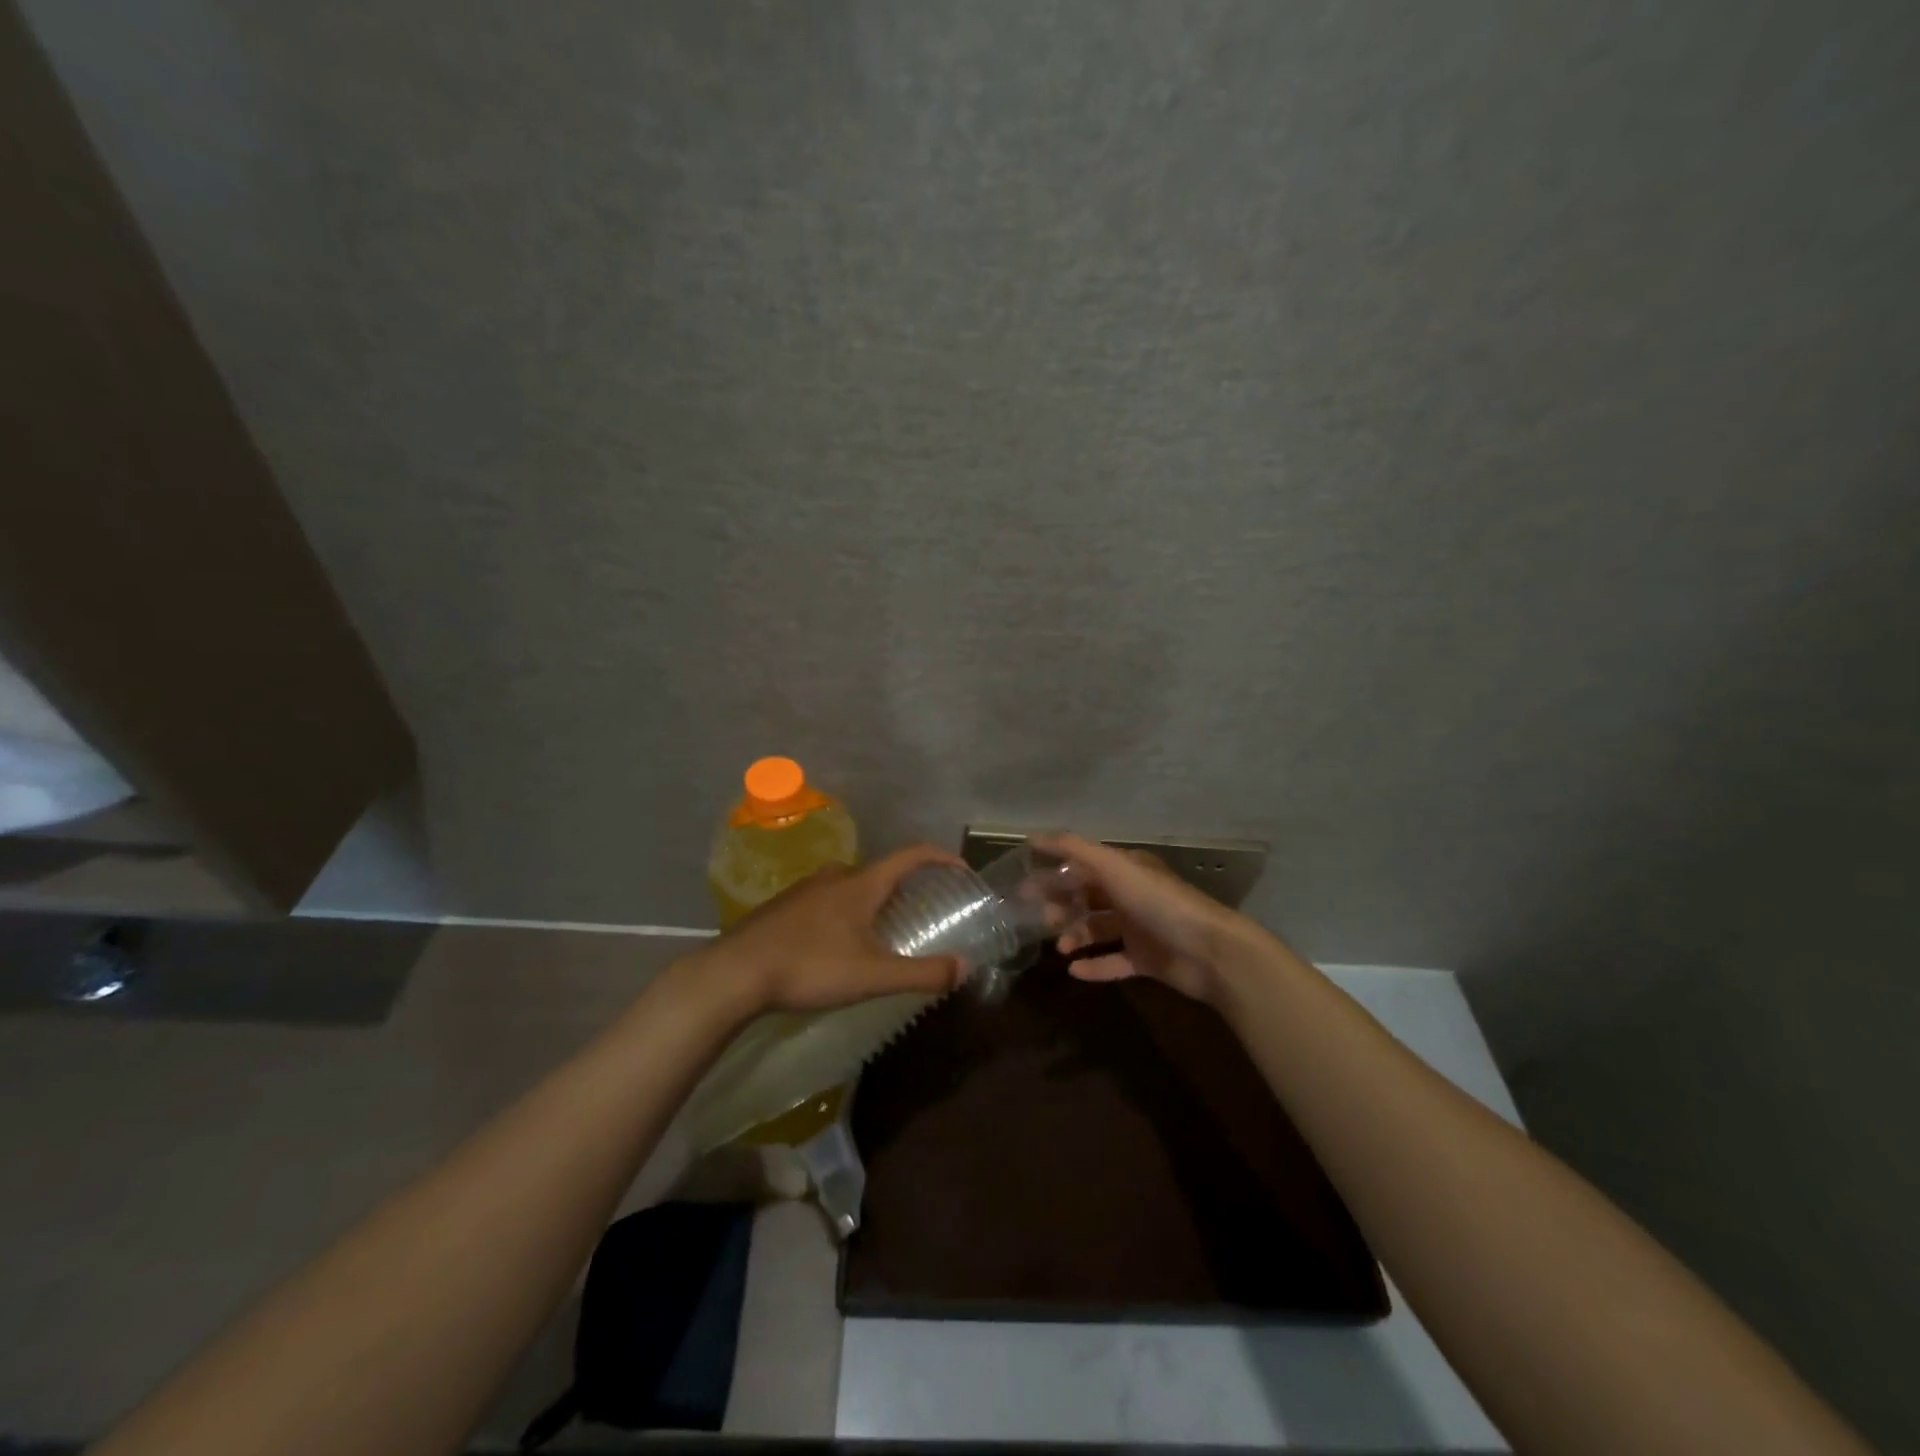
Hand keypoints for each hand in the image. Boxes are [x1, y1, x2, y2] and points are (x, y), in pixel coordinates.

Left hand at [698, 845, 967, 1014]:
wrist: (735, 973)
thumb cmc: (811, 966)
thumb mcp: (873, 975)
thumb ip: (921, 973)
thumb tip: (964, 967)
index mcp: (862, 883)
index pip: (911, 855)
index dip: (940, 857)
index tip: (961, 869)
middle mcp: (836, 876)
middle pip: (882, 872)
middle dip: (906, 887)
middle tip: (922, 912)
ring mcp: (806, 889)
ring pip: (852, 887)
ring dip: (874, 901)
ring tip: (884, 931)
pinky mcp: (784, 906)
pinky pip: (828, 900)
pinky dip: (847, 912)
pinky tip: (839, 944)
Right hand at [1036, 832, 1260, 1005]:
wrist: (1210, 951)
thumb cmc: (1160, 903)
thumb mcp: (1115, 867)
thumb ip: (1075, 849)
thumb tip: (1034, 837)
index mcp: (1126, 869)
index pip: (1082, 867)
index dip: (1054, 875)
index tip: (1024, 888)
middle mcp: (1132, 895)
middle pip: (1088, 897)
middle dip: (1062, 906)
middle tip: (1039, 920)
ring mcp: (1140, 928)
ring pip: (1098, 929)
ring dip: (1076, 935)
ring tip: (1060, 948)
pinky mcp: (1147, 960)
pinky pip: (1113, 962)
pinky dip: (1094, 965)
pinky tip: (1074, 971)